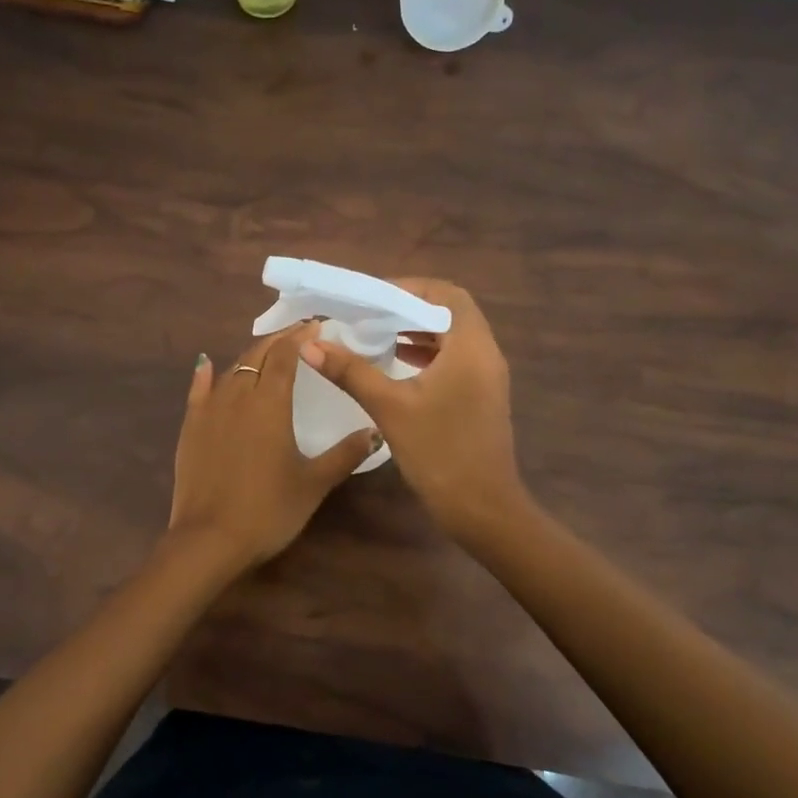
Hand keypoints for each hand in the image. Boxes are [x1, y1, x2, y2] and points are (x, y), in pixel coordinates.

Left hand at [168, 323, 380, 572]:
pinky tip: (207, 363)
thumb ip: (344, 454)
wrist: (208, 539)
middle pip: (258, 354)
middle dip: (279, 339)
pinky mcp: (191, 427)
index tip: (317, 325)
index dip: (301, 336)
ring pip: (232, 369)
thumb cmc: (268, 510)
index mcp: (270, 402)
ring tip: (268, 352)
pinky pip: (198, 389)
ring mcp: (210, 409)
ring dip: (251, 356)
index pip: (286, 354)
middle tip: (299, 333)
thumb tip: (375, 431)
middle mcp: (238, 395)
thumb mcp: (313, 483)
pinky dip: (206, 373)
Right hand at [298, 278, 528, 547]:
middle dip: (409, 307)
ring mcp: (486, 377)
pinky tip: (396, 363)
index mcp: (471, 346)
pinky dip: (427, 353)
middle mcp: (485, 354)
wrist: (483, 510)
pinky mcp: (481, 396)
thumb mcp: (390, 407)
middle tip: (369, 312)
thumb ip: (351, 371)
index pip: (445, 294)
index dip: (409, 288)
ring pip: (452, 336)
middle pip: (450, 312)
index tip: (372, 296)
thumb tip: (311, 344)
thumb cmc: (439, 452)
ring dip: (417, 330)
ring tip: (376, 333)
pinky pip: (454, 359)